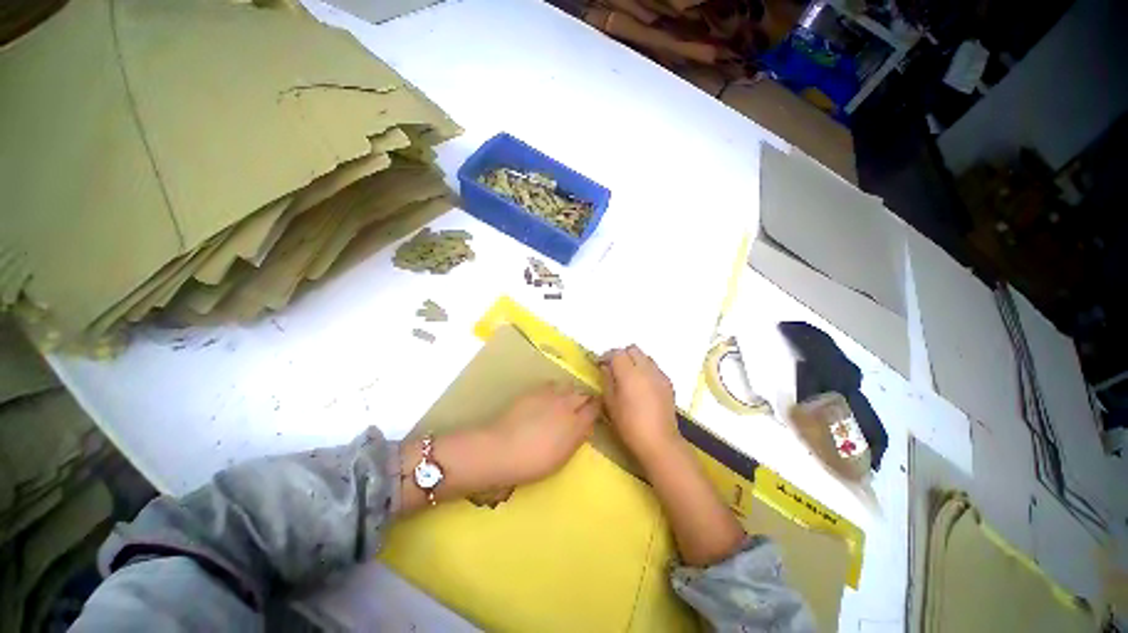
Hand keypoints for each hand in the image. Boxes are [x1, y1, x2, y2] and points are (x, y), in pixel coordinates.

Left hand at [485, 383, 599, 487]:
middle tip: (582, 407)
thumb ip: (576, 439)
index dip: (597, 409)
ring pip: (569, 386)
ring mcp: (550, 395)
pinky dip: (555, 389)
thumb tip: (585, 426)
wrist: (502, 449)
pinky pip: (552, 384)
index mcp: (576, 424)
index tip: (596, 413)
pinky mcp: (535, 390)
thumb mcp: (561, 457)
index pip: (595, 408)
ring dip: (571, 392)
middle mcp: (567, 404)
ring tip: (566, 400)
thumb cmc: (533, 462)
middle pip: (583, 394)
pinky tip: (549, 397)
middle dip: (585, 399)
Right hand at [600, 346, 680, 464]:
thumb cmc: (629, 425)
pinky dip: (646, 370)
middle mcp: (646, 368)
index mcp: (629, 373)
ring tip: (629, 377)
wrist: (659, 441)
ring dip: (635, 361)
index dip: (606, 356)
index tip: (600, 364)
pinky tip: (642, 386)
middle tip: (614, 368)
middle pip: (632, 349)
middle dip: (622, 355)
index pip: (617, 352)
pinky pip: (654, 368)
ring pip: (645, 357)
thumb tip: (606, 367)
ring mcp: (659, 374)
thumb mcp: (611, 403)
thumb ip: (607, 380)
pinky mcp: (668, 383)